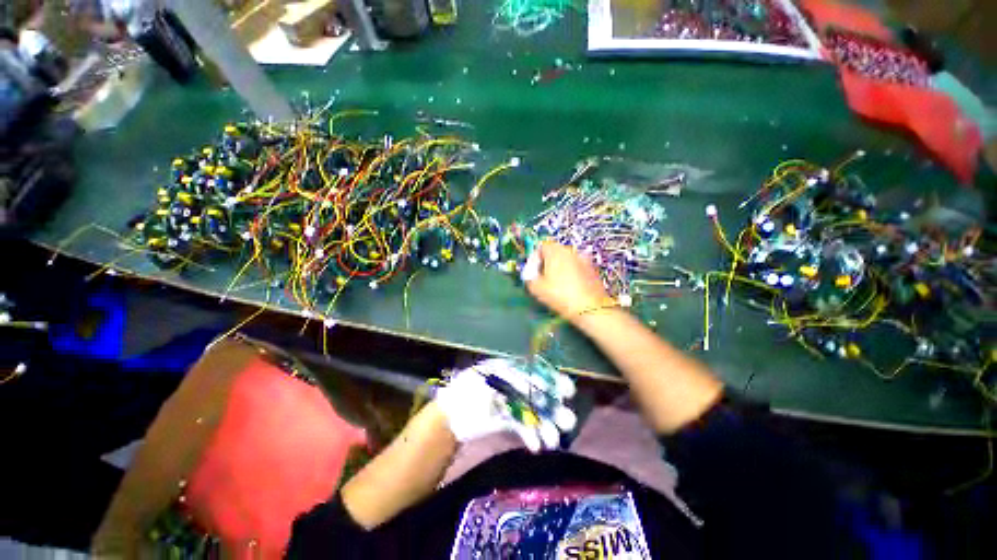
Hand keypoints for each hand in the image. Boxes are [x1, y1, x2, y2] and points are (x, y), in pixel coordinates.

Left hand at [434, 358, 576, 452]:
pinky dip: (531, 435)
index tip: (568, 391)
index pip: (536, 372)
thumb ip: (511, 382)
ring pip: (534, 413)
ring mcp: (512, 403)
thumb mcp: (488, 379)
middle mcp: (514, 385)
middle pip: (539, 394)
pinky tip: (537, 446)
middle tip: (568, 421)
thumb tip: (536, 391)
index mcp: (510, 369)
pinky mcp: (507, 421)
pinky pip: (523, 427)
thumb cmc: (467, 390)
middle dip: (554, 407)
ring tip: (553, 441)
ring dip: (546, 426)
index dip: (553, 380)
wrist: (450, 415)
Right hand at [525, 241, 611, 321]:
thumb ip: (529, 278)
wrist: (591, 308)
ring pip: (566, 259)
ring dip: (559, 268)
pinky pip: (577, 267)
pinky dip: (571, 273)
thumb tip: (530, 275)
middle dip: (546, 263)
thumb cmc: (561, 296)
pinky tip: (569, 288)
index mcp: (555, 251)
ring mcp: (584, 259)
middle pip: (554, 251)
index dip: (534, 258)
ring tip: (556, 284)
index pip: (541, 246)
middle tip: (542, 278)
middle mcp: (570, 250)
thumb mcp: (537, 289)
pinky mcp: (593, 269)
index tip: (532, 271)